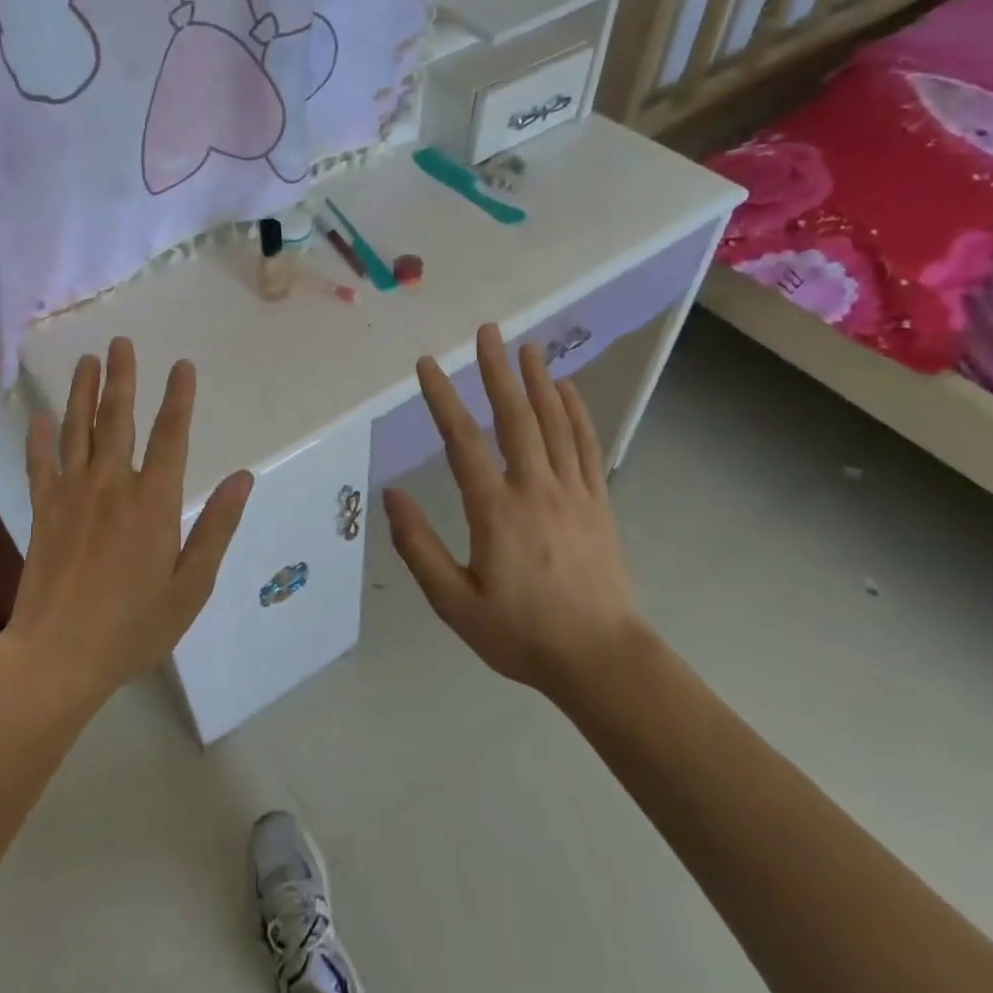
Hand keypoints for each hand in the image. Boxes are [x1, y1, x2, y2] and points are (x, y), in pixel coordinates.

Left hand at [0, 337, 254, 707]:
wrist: (59, 656)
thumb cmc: (134, 626)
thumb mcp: (191, 585)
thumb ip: (217, 527)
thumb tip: (244, 477)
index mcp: (153, 502)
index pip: (170, 436)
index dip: (178, 398)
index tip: (182, 365)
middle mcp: (112, 486)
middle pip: (117, 419)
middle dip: (122, 378)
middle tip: (120, 342)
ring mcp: (72, 495)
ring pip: (77, 431)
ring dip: (82, 393)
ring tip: (86, 361)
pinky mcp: (44, 511)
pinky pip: (40, 464)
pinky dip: (38, 438)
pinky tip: (38, 416)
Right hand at [384, 324, 640, 704]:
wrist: (601, 660)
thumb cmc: (521, 634)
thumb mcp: (455, 602)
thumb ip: (419, 547)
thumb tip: (391, 495)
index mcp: (496, 511)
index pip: (462, 442)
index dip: (442, 400)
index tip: (426, 365)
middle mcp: (535, 489)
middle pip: (515, 417)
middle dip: (498, 371)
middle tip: (488, 331)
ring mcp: (572, 492)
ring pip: (554, 424)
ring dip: (538, 381)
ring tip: (527, 346)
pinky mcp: (597, 502)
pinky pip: (585, 447)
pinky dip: (577, 413)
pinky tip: (568, 390)